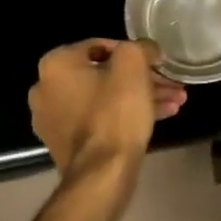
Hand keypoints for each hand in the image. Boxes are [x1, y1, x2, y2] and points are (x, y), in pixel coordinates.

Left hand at [29, 39, 186, 187]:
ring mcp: (53, 120)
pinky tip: (159, 118)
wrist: (101, 175)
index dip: (135, 52)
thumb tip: (147, 50)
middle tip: (170, 85)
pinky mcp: (65, 145)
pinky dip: (125, 116)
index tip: (157, 63)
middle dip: (142, 79)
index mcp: (56, 64)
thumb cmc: (115, 111)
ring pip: (105, 98)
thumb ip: (140, 47)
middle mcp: (46, 89)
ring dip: (139, 97)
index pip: (102, 46)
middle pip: (104, 75)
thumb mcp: (133, 64)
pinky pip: (99, 120)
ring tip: (174, 102)